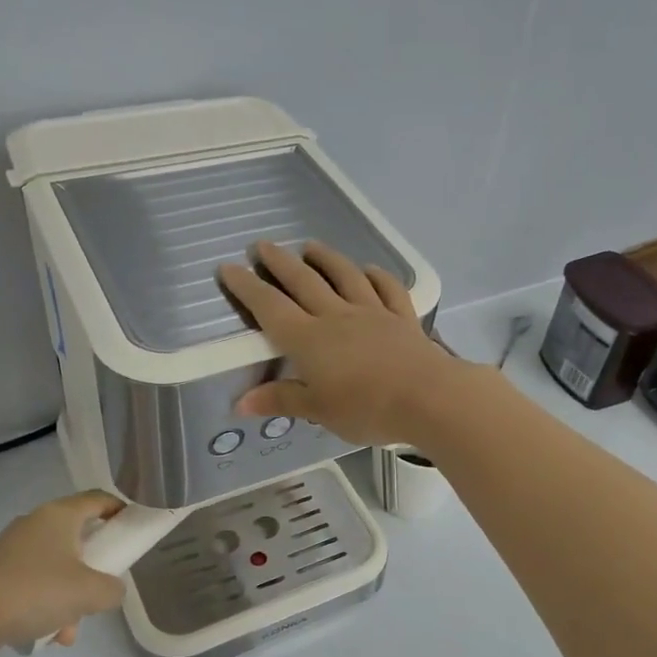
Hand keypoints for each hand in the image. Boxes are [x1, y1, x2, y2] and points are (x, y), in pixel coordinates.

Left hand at [0, 491, 126, 651]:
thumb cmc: (37, 592)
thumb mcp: (91, 593)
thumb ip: (113, 589)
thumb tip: (111, 589)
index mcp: (60, 515)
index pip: (99, 499)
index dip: (121, 510)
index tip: (134, 529)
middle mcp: (35, 523)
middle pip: (78, 537)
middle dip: (93, 568)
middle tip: (102, 587)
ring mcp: (13, 548)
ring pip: (57, 566)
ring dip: (70, 596)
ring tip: (69, 630)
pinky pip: (34, 583)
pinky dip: (46, 604)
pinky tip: (47, 635)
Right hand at [217, 240, 474, 447]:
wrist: (427, 397)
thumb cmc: (366, 408)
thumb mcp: (318, 410)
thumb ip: (281, 400)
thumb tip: (239, 403)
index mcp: (309, 339)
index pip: (270, 307)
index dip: (247, 287)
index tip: (229, 268)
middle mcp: (336, 316)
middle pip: (303, 282)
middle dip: (279, 262)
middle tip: (262, 245)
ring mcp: (372, 312)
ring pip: (345, 276)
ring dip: (326, 258)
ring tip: (311, 246)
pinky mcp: (402, 317)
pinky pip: (387, 289)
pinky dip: (377, 276)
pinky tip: (370, 269)